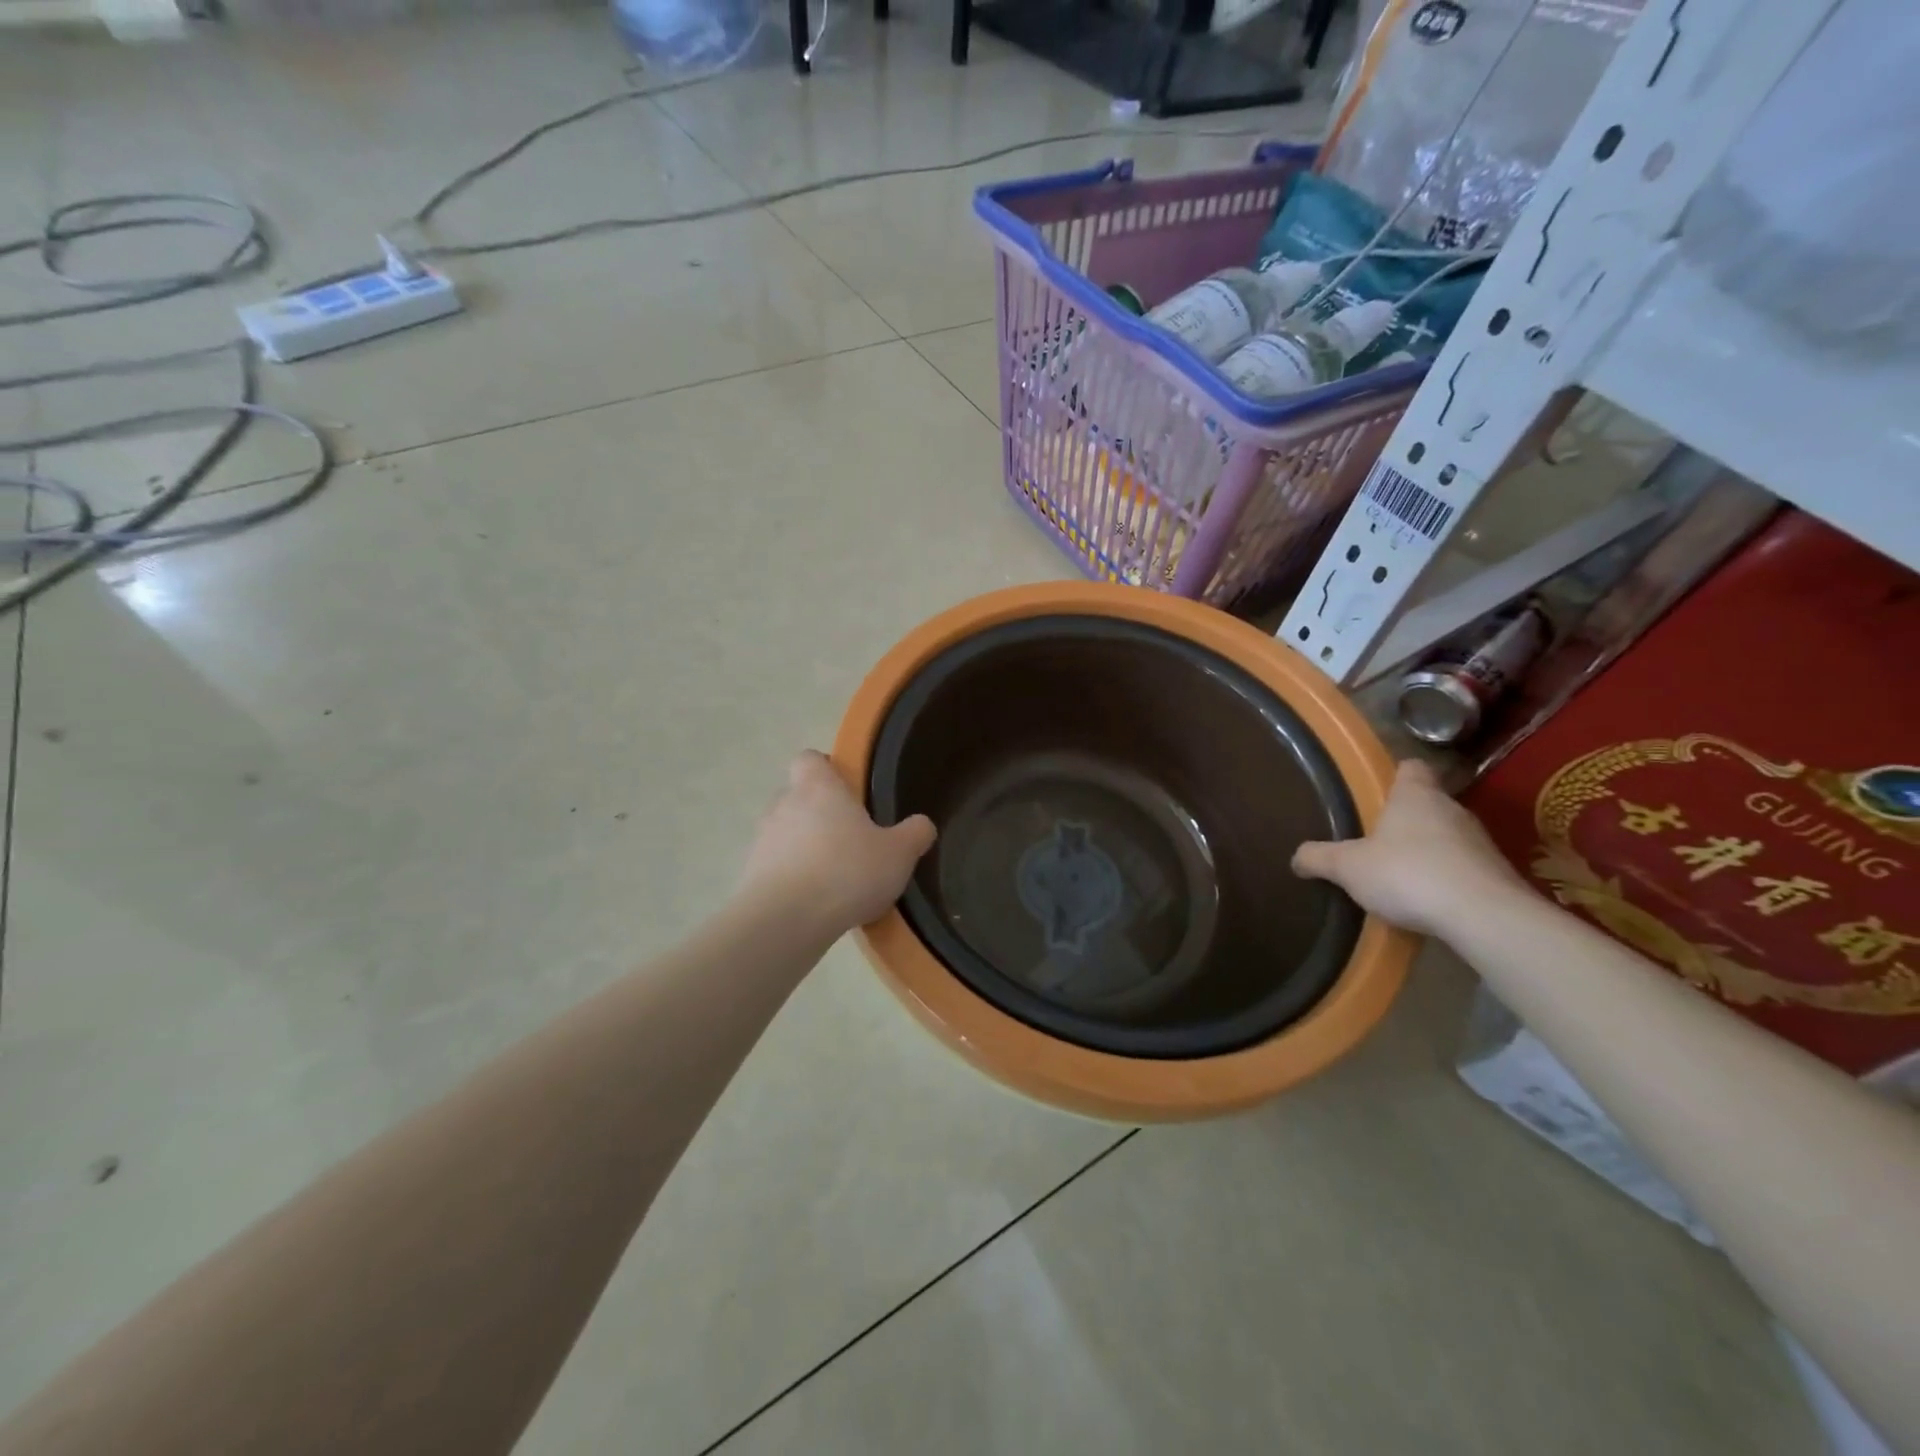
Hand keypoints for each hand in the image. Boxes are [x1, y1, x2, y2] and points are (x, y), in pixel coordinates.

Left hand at [742, 751, 936, 934]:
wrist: (786, 920)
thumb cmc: (846, 872)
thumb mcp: (898, 854)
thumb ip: (914, 834)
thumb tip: (922, 824)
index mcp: (818, 787)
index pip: (810, 758)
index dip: (825, 769)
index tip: (846, 790)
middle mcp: (784, 804)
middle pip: (797, 796)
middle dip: (818, 813)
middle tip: (848, 838)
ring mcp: (762, 839)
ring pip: (784, 832)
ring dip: (803, 847)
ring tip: (831, 876)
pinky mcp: (749, 874)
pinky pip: (774, 866)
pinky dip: (791, 877)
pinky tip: (813, 902)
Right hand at [1291, 760, 1523, 938]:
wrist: (1485, 917)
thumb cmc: (1408, 874)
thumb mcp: (1348, 867)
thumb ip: (1319, 858)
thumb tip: (1296, 857)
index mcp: (1415, 795)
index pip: (1411, 767)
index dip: (1395, 775)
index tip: (1378, 791)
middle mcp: (1452, 808)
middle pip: (1428, 803)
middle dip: (1405, 819)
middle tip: (1376, 840)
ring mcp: (1480, 841)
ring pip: (1447, 835)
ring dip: (1427, 850)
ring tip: (1400, 874)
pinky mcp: (1497, 874)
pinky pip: (1463, 867)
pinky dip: (1446, 877)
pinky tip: (1427, 899)